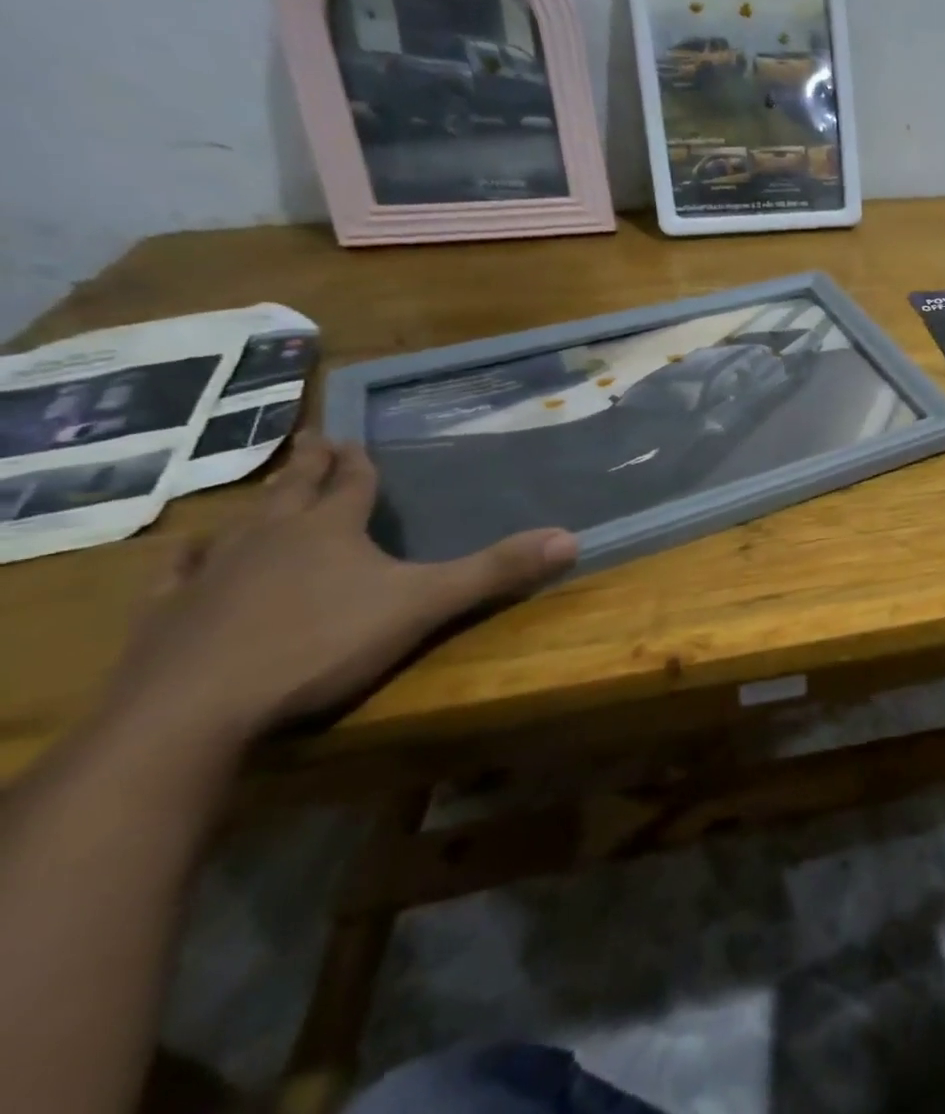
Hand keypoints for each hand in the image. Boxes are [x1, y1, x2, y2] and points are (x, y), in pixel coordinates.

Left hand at [105, 435, 576, 748]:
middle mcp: (269, 538)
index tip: (350, 437)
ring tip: (261, 495)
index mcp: (329, 529)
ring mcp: (212, 574)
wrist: (193, 712)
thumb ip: (495, 571)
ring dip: (255, 506)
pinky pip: (180, 573)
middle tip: (312, 438)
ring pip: (239, 526)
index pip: (351, 484)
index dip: (357, 463)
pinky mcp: (168, 615)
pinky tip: (186, 555)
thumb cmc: (320, 645)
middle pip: (293, 491)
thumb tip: (571, 538)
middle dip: (307, 466)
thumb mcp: (424, 605)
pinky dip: (188, 558)